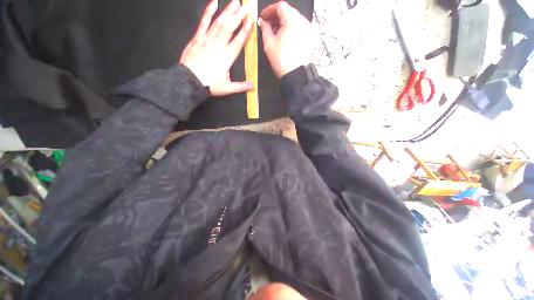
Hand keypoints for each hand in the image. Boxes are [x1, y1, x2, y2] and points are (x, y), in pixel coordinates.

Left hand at [180, 0, 253, 95]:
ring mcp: (207, 40)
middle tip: (247, 6)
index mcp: (227, 58)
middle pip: (230, 28)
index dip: (245, 31)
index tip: (251, 21)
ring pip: (219, 22)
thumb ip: (241, 86)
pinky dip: (208, 12)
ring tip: (236, 2)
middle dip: (239, 16)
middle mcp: (218, 45)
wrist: (190, 81)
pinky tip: (214, 2)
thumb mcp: (228, 88)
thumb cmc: (210, 85)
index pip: (238, 42)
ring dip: (228, 11)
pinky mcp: (197, 37)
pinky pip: (203, 22)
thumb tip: (254, 86)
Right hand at [259, 2, 311, 77]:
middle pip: (288, 11)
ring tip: (274, 32)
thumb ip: (265, 29)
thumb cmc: (281, 59)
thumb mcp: (269, 44)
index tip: (263, 18)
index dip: (269, 10)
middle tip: (267, 25)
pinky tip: (283, 37)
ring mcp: (307, 29)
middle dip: (276, 16)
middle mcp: (302, 21)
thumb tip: (263, 22)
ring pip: (293, 19)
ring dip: (283, 23)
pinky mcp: (309, 37)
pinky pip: (298, 27)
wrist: (295, 74)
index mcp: (292, 20)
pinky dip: (290, 28)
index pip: (280, 6)